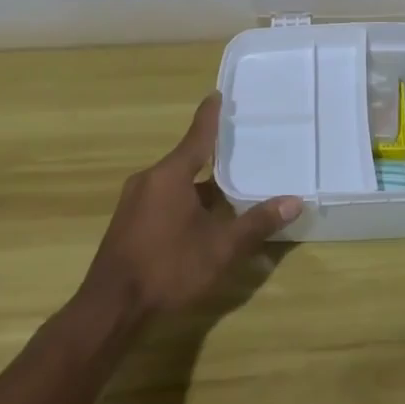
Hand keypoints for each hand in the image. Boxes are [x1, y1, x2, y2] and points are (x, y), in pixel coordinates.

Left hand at [79, 93, 300, 322]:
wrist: (110, 310)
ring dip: (199, 183)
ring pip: (174, 182)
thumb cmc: (168, 269)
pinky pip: (162, 198)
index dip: (211, 115)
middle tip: (239, 146)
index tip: (219, 94)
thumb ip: (256, 223)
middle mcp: (149, 180)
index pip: (197, 135)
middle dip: (211, 154)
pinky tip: (200, 217)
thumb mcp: (220, 248)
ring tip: (227, 185)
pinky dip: (184, 199)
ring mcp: (134, 202)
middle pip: (186, 158)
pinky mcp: (127, 223)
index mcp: (170, 175)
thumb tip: (295, 201)